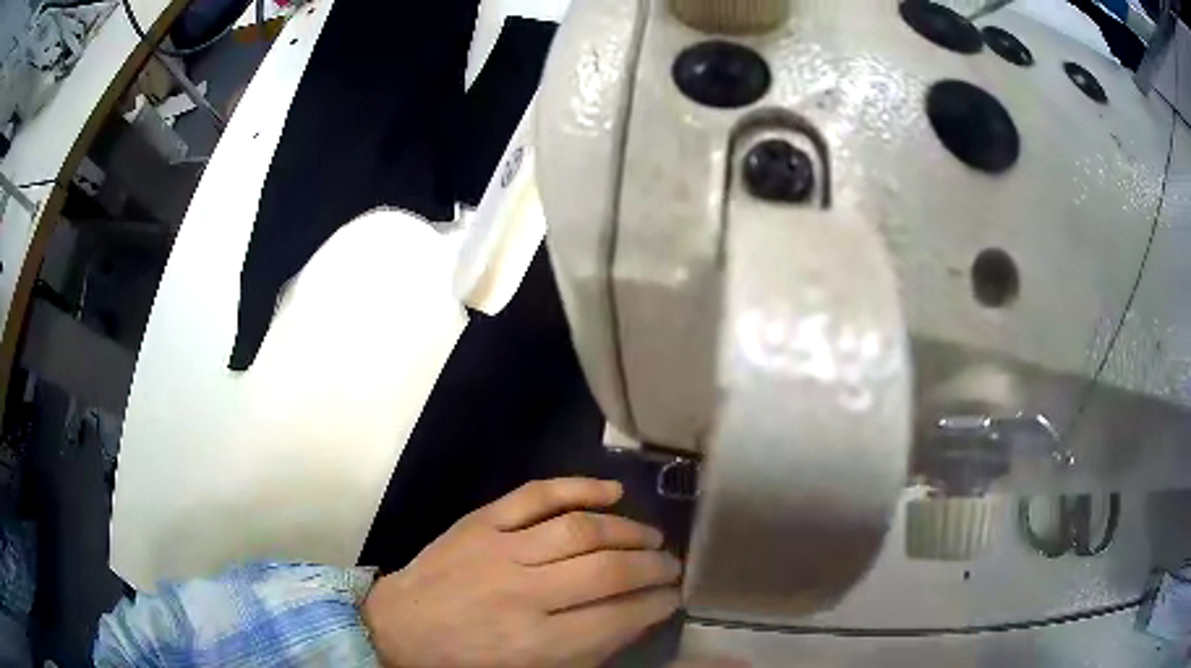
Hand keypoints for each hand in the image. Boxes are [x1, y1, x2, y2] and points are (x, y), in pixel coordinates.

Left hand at [362, 478, 681, 666]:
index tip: (673, 597)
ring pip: (580, 529)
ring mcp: (500, 551)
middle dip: (652, 567)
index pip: (617, 617)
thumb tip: (637, 617)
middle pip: (607, 570)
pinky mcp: (480, 522)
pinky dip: (579, 487)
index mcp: (537, 643)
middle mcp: (523, 594)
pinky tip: (612, 492)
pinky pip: (537, 495)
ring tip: (652, 537)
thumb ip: (588, 651)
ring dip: (627, 530)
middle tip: (672, 566)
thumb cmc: (468, 661)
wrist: (401, 626)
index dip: (655, 604)